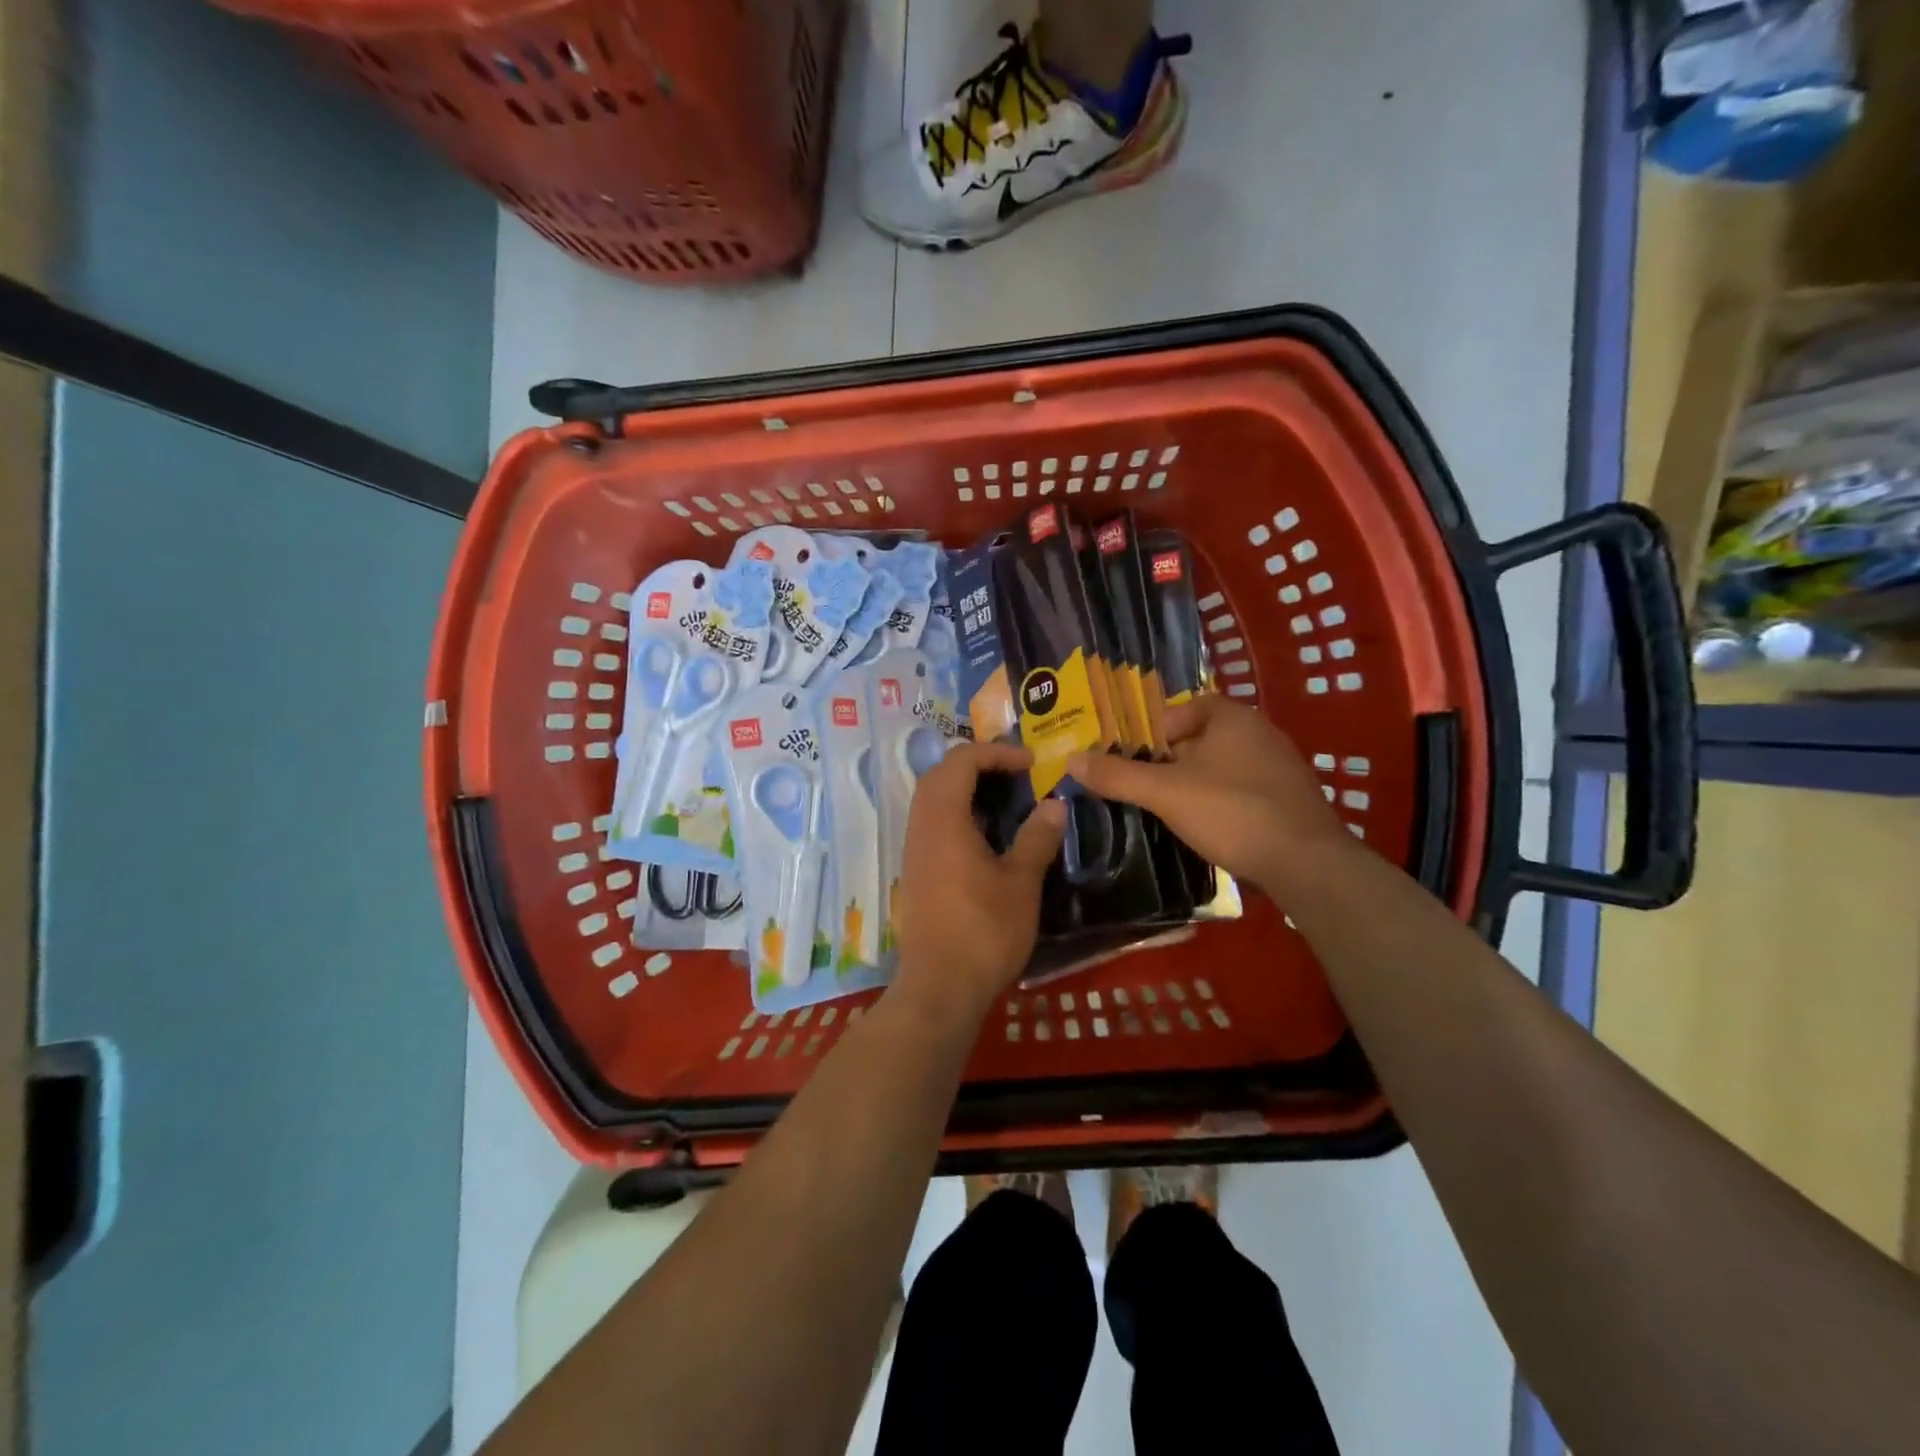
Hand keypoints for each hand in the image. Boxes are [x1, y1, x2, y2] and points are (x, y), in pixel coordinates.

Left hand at [892, 742, 1066, 1024]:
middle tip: (1016, 775)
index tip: (1032, 764)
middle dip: (978, 764)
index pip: (962, 760)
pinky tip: (985, 836)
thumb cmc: (984, 931)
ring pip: (932, 799)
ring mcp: (913, 850)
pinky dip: (957, 812)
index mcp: (944, 819)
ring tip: (1005, 800)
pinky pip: (932, 823)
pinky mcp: (915, 871)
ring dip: (965, 788)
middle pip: (941, 773)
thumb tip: (1055, 804)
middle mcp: (921, 826)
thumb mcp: (1021, 883)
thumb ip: (1037, 838)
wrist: (940, 988)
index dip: (997, 752)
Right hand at [1066, 696, 1353, 893]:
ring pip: (1221, 767)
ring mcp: (1280, 766)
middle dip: (1170, 762)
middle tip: (1144, 788)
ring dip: (1195, 784)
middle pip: (1200, 739)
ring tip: (1169, 811)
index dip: (1153, 732)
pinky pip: (1243, 790)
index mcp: (1231, 717)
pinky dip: (1221, 802)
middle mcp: (1260, 732)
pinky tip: (1209, 828)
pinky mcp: (1290, 798)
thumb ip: (1117, 775)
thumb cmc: (1232, 813)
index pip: (1182, 709)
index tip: (1134, 760)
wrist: (1307, 864)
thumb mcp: (1165, 793)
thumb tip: (1071, 759)